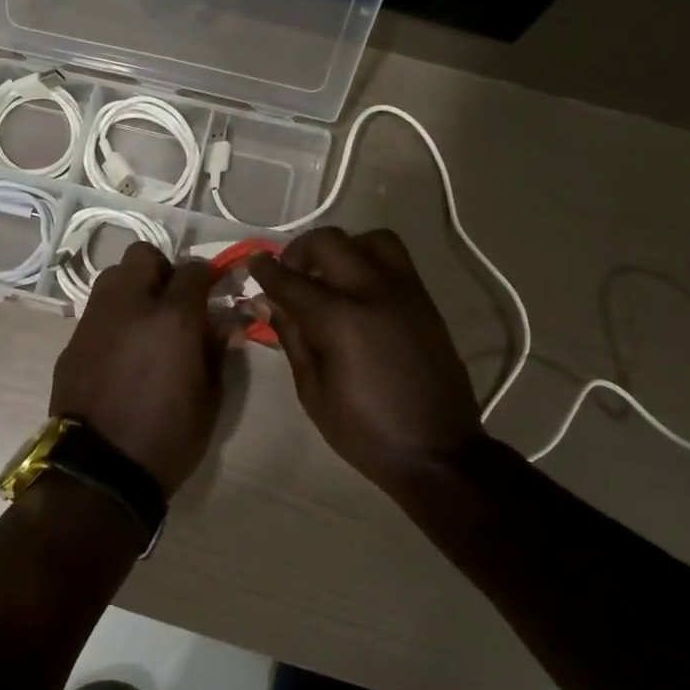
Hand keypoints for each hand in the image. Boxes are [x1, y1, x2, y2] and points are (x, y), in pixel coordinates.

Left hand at [49, 243, 227, 494]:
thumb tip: (225, 323)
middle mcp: (130, 305)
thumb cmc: (167, 437)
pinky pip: (97, 311)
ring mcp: (95, 319)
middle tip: (174, 302)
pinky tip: (120, 350)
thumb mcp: (209, 397)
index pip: (194, 270)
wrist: (100, 469)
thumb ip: (217, 350)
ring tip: (145, 322)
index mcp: (173, 318)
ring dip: (133, 288)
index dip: (209, 276)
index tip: (215, 291)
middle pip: (144, 255)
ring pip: (113, 276)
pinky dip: (113, 318)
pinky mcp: (72, 339)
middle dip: (163, 270)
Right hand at [250, 228, 485, 487]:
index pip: (292, 281)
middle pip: (330, 243)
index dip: (267, 270)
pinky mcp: (425, 301)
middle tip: (289, 272)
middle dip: (300, 250)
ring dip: (342, 247)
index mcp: (341, 321)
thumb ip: (291, 337)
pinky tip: (356, 288)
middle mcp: (374, 293)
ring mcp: (406, 292)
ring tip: (328, 273)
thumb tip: (266, 302)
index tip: (253, 262)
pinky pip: (396, 259)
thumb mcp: (313, 391)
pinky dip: (369, 259)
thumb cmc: (364, 430)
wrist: (437, 451)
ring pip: (371, 239)